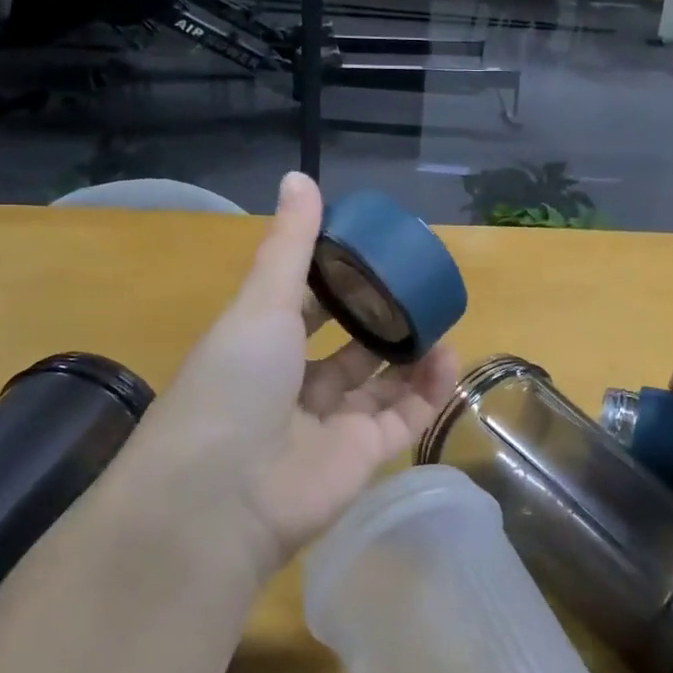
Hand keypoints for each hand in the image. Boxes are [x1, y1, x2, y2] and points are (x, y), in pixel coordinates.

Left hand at [130, 172, 458, 577]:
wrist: (223, 496)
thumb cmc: (233, 384)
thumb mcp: (260, 305)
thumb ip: (289, 245)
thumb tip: (300, 176)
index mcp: (262, 346)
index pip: (306, 305)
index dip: (337, 279)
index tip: (374, 251)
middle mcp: (295, 384)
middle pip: (349, 346)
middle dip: (382, 318)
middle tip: (420, 287)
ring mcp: (331, 423)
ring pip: (382, 382)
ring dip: (412, 351)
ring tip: (443, 319)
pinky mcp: (364, 456)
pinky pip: (405, 416)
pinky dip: (429, 389)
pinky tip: (449, 356)